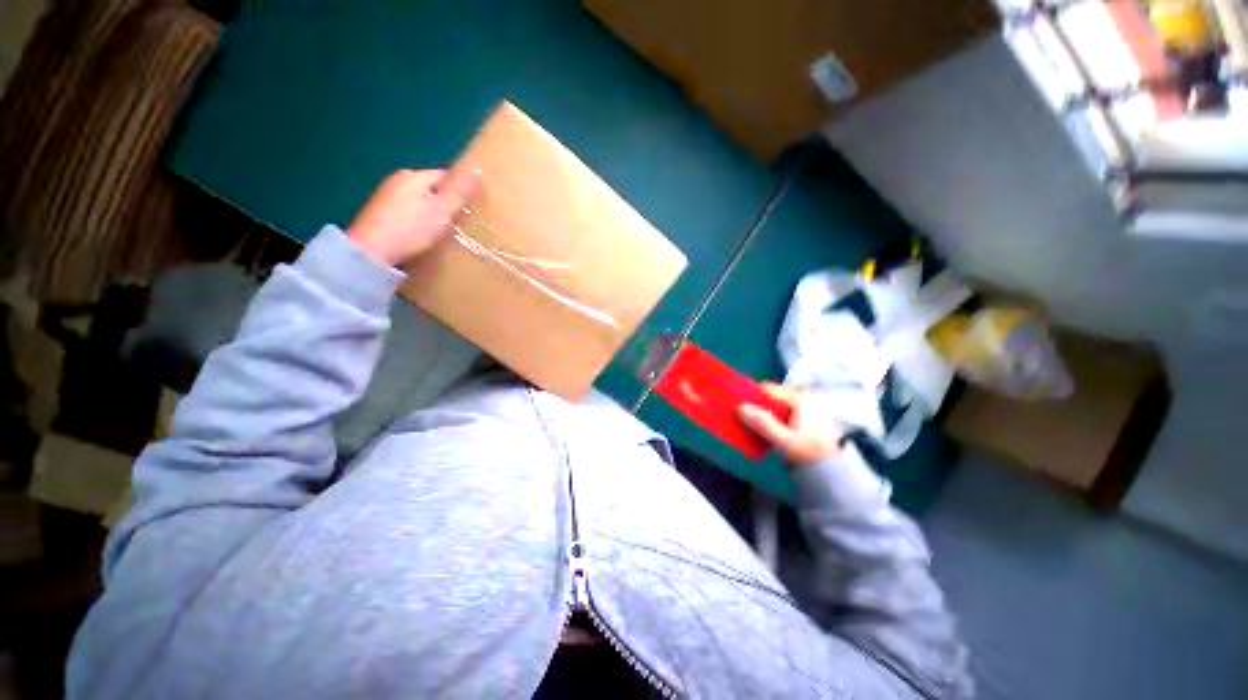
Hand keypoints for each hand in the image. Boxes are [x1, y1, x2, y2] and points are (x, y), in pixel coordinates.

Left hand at [347, 168, 481, 266]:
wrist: (372, 252)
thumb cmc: (411, 229)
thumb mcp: (442, 211)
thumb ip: (460, 192)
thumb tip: (479, 170)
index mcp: (414, 176)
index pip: (446, 176)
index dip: (461, 191)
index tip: (472, 210)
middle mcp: (398, 180)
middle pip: (433, 189)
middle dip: (448, 204)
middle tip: (461, 224)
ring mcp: (387, 197)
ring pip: (421, 201)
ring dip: (434, 213)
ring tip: (445, 232)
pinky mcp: (381, 214)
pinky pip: (410, 212)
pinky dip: (420, 221)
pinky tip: (424, 236)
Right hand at [739, 383, 842, 467]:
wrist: (835, 466)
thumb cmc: (809, 451)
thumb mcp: (784, 441)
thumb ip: (763, 423)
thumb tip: (741, 407)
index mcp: (799, 398)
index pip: (767, 389)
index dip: (751, 397)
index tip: (740, 409)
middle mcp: (803, 394)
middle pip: (772, 394)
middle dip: (759, 406)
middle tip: (749, 421)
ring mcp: (807, 401)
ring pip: (777, 401)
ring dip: (767, 411)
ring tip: (760, 426)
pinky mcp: (808, 410)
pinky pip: (785, 407)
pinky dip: (776, 414)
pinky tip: (773, 427)